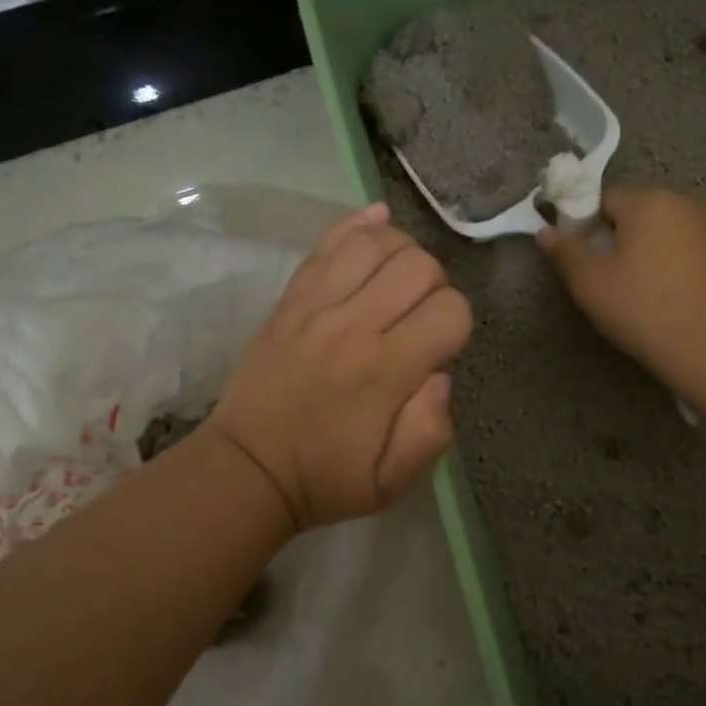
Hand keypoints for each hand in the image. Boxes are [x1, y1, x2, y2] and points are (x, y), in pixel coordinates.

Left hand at [208, 203, 471, 529]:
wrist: (247, 467)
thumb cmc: (327, 477)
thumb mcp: (392, 482)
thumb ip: (431, 431)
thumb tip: (441, 374)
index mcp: (385, 372)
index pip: (450, 310)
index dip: (458, 324)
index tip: (440, 346)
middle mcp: (353, 326)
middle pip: (419, 265)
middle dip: (435, 284)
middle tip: (419, 315)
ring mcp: (316, 304)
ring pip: (376, 242)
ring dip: (402, 253)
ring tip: (397, 282)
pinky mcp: (291, 296)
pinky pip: (329, 242)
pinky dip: (359, 224)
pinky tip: (378, 223)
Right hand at [536, 188, 705, 381]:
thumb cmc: (640, 307)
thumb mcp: (589, 281)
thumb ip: (564, 251)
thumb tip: (544, 231)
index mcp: (648, 200)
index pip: (602, 199)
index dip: (583, 227)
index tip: (579, 259)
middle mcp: (681, 203)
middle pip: (632, 212)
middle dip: (613, 237)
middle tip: (601, 277)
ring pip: (657, 231)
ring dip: (639, 251)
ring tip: (630, 289)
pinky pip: (679, 248)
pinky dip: (664, 263)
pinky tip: (659, 294)